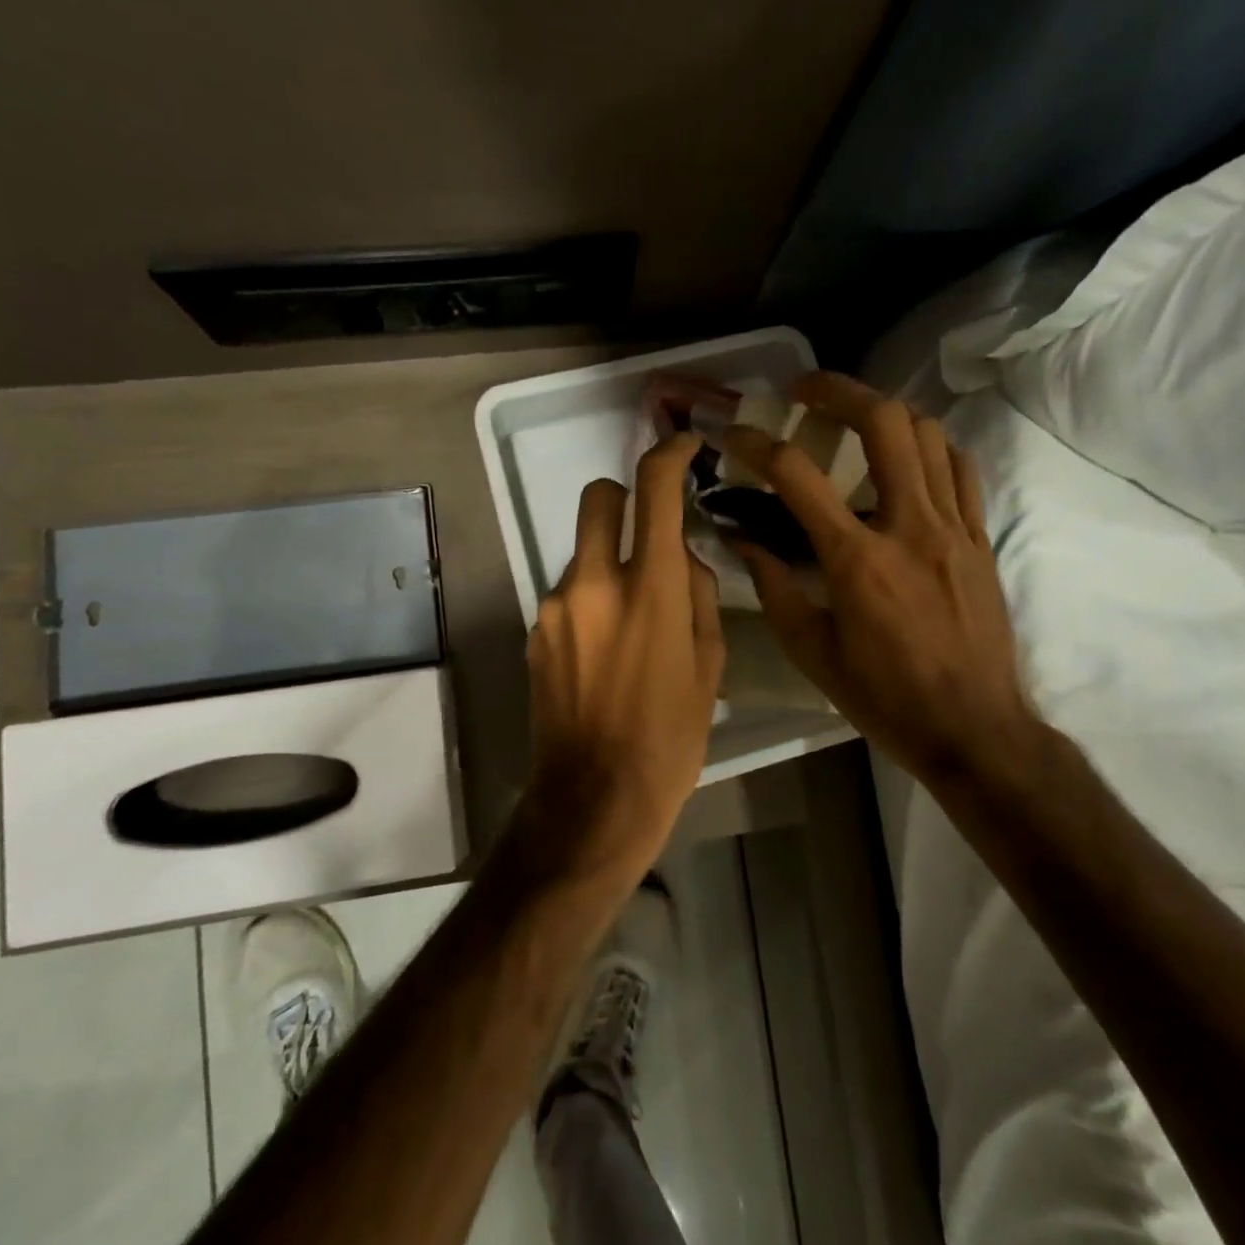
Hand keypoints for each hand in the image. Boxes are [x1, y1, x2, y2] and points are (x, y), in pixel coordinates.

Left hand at [521, 433, 725, 874]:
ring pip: (583, 551)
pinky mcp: (535, 630)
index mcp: (653, 588)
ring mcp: (556, 605)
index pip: (655, 490)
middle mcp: (596, 582)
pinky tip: (603, 652)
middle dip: (624, 495)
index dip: (669, 454)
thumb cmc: (670, 738)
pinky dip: (589, 601)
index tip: (682, 446)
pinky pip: (567, 593)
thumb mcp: (710, 666)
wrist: (594, 797)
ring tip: (630, 623)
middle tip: (648, 530)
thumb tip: (687, 561)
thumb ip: (701, 597)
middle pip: (598, 496)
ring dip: (609, 563)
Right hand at [726, 372, 1037, 786]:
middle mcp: (909, 527)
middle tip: (805, 390)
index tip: (733, 434)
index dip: (756, 444)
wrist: (974, 729)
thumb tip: (744, 540)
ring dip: (884, 413)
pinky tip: (908, 459)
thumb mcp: (813, 653)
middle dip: (837, 390)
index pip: (796, 476)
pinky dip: (931, 447)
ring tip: (853, 421)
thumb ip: (775, 589)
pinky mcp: (981, 538)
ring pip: (927, 433)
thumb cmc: (885, 697)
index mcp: (857, 560)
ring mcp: (954, 527)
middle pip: (882, 422)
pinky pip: (961, 468)